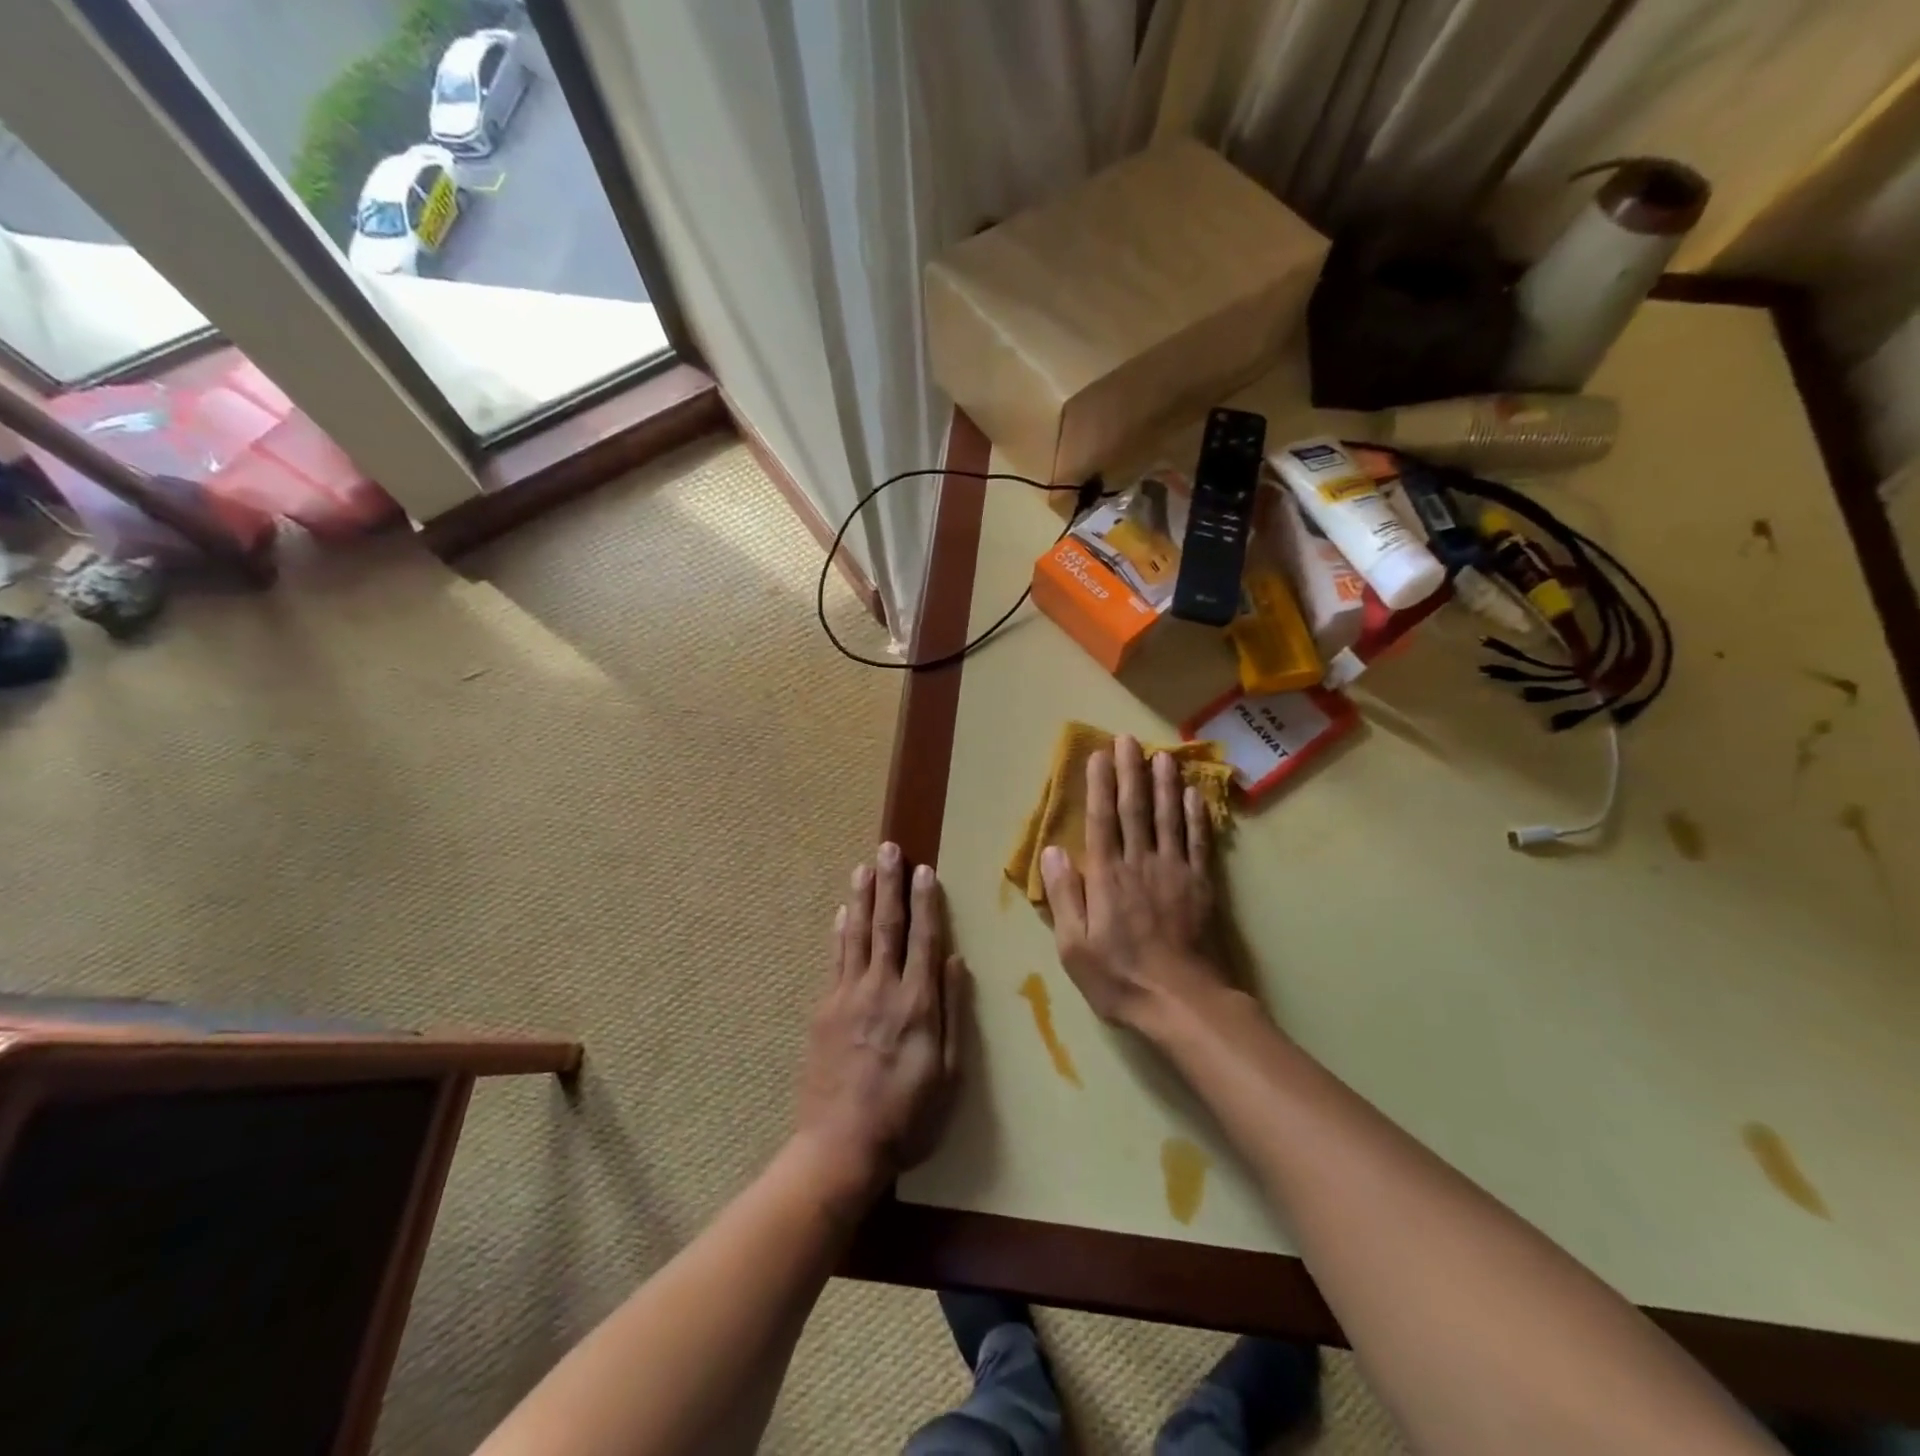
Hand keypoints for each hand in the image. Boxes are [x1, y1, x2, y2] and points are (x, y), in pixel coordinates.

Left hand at [794, 844, 968, 1205]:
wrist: (840, 1147)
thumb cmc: (906, 1117)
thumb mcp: (948, 1073)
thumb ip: (953, 1013)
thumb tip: (957, 961)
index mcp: (917, 1003)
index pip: (924, 939)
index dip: (926, 902)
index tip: (925, 870)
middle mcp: (882, 989)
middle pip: (887, 926)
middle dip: (890, 885)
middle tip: (889, 849)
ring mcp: (847, 996)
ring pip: (856, 935)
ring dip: (861, 898)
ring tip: (864, 867)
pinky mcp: (824, 1010)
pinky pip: (834, 959)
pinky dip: (839, 932)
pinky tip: (841, 913)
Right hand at [1040, 736, 1230, 1028]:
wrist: (1181, 1002)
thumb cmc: (1118, 976)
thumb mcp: (1073, 945)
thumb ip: (1065, 895)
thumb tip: (1053, 850)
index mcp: (1107, 876)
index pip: (1101, 820)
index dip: (1099, 785)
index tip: (1099, 755)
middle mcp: (1140, 863)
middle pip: (1135, 808)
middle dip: (1131, 771)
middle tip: (1128, 738)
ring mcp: (1174, 871)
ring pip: (1169, 817)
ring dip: (1165, 783)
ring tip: (1163, 754)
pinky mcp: (1201, 885)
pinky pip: (1198, 842)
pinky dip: (1196, 816)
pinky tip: (1195, 795)